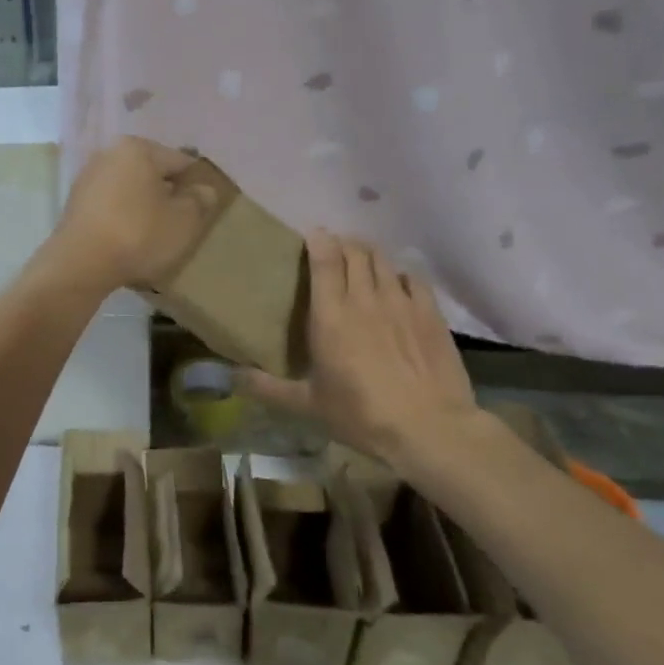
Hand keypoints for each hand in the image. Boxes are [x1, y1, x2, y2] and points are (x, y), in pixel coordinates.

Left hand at [45, 137, 218, 296]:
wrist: (80, 264)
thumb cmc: (138, 234)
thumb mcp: (183, 221)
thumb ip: (199, 201)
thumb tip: (203, 190)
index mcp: (137, 148)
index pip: (179, 161)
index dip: (195, 185)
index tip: (203, 210)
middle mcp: (108, 154)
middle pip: (151, 173)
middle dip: (167, 195)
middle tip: (180, 225)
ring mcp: (87, 179)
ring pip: (129, 191)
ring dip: (144, 208)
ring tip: (156, 236)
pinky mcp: (75, 205)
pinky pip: (110, 207)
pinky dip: (122, 219)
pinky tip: (129, 241)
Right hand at [241, 230, 479, 464]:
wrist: (430, 428)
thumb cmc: (362, 415)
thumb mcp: (308, 405)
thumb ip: (268, 387)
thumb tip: (232, 377)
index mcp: (330, 315)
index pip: (325, 260)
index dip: (318, 241)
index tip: (311, 235)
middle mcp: (365, 299)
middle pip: (355, 251)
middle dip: (343, 244)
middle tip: (334, 251)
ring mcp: (401, 303)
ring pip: (383, 260)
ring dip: (369, 254)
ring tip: (362, 261)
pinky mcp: (431, 314)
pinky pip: (414, 278)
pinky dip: (400, 274)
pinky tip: (397, 284)